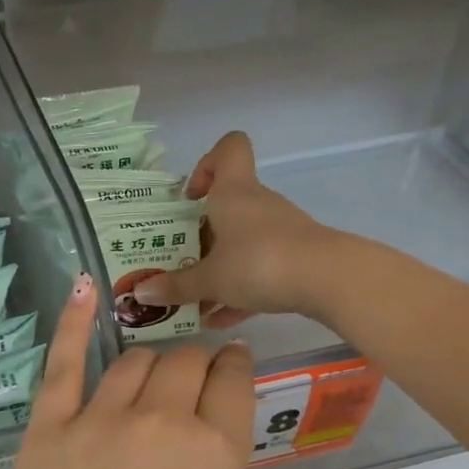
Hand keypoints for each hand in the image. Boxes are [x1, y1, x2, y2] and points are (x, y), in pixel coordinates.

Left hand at [0, 274, 254, 468]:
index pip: (234, 383)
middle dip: (198, 363)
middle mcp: (162, 422)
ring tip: (155, 369)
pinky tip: (84, 286)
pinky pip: (64, 361)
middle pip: (186, 362)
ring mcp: (99, 418)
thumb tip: (199, 457)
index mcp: (216, 456)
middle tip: (195, 376)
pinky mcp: (48, 426)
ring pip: (135, 360)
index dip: (235, 368)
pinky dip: (74, 319)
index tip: (232, 366)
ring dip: (153, 360)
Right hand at [131, 131, 342, 327]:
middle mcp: (257, 205)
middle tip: (178, 262)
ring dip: (218, 268)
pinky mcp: (295, 258)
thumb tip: (140, 293)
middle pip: (227, 207)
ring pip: (241, 243)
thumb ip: (176, 286)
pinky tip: (221, 319)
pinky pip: (259, 269)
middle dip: (201, 235)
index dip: (207, 164)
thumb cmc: (258, 262)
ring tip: (194, 301)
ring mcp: (280, 231)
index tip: (190, 196)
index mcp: (234, 194)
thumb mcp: (210, 279)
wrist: (328, 280)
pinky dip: (239, 290)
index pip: (229, 149)